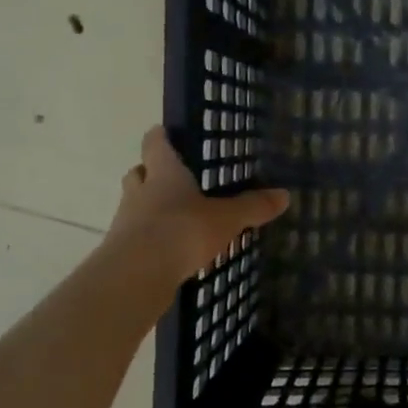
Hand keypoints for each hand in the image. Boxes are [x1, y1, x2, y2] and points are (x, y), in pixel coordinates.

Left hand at [109, 126, 289, 282]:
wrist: (136, 275)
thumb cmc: (181, 231)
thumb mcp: (226, 218)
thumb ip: (252, 206)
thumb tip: (285, 195)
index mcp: (164, 173)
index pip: (155, 143)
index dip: (161, 136)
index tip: (165, 133)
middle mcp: (140, 191)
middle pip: (139, 172)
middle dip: (152, 173)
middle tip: (172, 178)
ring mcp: (126, 221)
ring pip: (135, 204)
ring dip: (149, 206)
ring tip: (175, 216)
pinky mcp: (122, 250)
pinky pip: (137, 235)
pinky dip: (151, 237)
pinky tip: (170, 248)